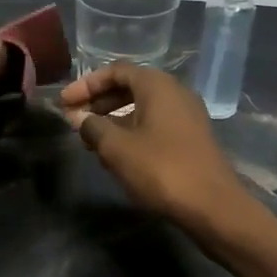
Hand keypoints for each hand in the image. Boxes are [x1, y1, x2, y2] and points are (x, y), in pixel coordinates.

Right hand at [59, 62, 253, 233]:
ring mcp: (187, 116)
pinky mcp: (191, 138)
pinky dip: (131, 131)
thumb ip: (92, 127)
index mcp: (157, 85)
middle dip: (98, 101)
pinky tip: (116, 153)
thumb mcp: (117, 148)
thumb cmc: (161, 169)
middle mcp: (175, 92)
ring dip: (113, 119)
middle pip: (130, 87)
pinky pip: (154, 124)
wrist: (212, 206)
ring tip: (90, 140)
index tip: (64, 103)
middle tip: (74, 119)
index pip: (116, 71)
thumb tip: (78, 117)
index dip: (86, 84)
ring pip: (142, 108)